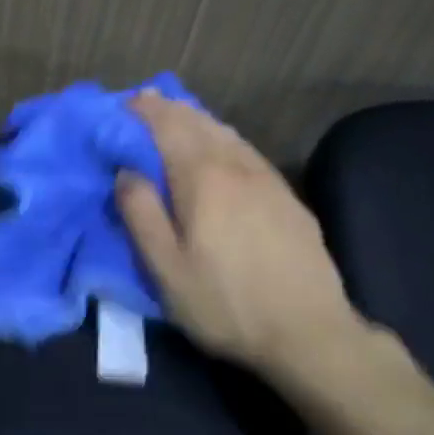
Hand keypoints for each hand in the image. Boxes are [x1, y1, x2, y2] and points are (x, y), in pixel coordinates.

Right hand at [115, 91, 379, 384]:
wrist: (309, 332)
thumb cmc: (226, 304)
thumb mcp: (167, 269)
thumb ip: (141, 214)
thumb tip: (126, 170)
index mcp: (202, 178)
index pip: (168, 126)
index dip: (144, 110)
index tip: (123, 103)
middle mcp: (236, 165)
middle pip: (198, 122)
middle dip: (168, 108)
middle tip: (144, 102)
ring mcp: (267, 178)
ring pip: (225, 132)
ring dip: (196, 118)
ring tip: (177, 115)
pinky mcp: (287, 196)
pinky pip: (246, 149)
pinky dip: (223, 136)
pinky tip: (221, 145)